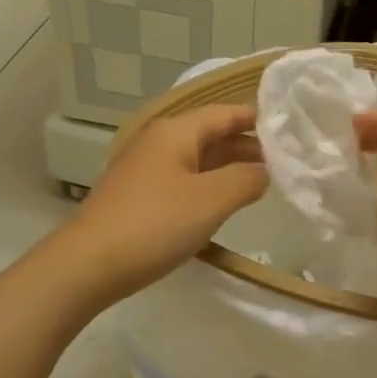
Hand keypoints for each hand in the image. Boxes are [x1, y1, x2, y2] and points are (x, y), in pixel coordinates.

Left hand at [60, 104, 267, 303]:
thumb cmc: (155, 225)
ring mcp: (144, 169)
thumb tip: (263, 171)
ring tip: (259, 183)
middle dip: (245, 145)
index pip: (225, 113)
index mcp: (176, 131)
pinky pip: (181, 180)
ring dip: (227, 167)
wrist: (88, 264)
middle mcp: (158, 141)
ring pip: (196, 159)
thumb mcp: (211, 200)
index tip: (289, 130)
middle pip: (210, 134)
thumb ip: (246, 179)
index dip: (256, 119)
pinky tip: (219, 204)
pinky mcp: (137, 195)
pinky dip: (206, 185)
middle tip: (283, 163)